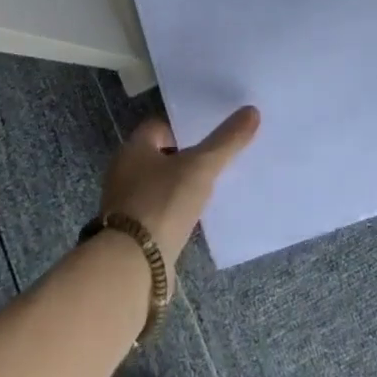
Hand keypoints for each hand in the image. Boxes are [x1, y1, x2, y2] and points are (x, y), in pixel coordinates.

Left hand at [99, 107, 260, 265]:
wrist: (132, 265)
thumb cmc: (162, 203)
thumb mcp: (200, 168)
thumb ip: (226, 141)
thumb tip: (252, 110)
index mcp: (133, 148)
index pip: (159, 125)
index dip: (184, 128)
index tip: (209, 135)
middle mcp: (123, 171)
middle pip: (158, 155)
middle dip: (184, 157)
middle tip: (214, 161)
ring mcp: (125, 204)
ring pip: (158, 184)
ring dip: (179, 186)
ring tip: (209, 190)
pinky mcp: (131, 232)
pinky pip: (158, 211)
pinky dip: (174, 211)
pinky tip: (194, 218)